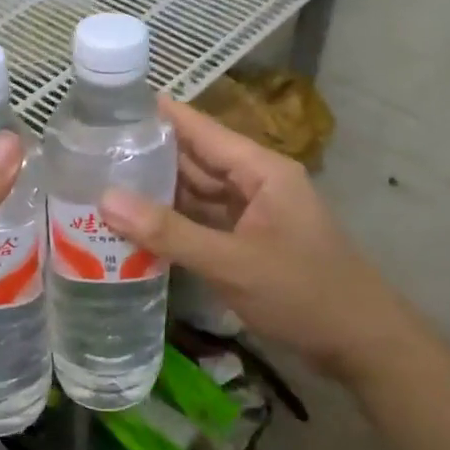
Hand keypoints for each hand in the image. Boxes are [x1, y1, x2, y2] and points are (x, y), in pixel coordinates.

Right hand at [100, 97, 398, 380]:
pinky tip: (136, 226)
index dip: (158, 115)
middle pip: (195, 160)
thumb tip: (105, 200)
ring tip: (100, 184)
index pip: (201, 129)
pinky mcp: (248, 242)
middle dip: (148, 156)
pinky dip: (174, 224)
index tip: (109, 106)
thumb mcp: (232, 262)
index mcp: (261, 170)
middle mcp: (256, 183)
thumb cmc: (303, 293)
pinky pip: (203, 222)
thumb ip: (170, 233)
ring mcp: (253, 214)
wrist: (360, 343)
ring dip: (157, 192)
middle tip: (89, 152)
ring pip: (197, 193)